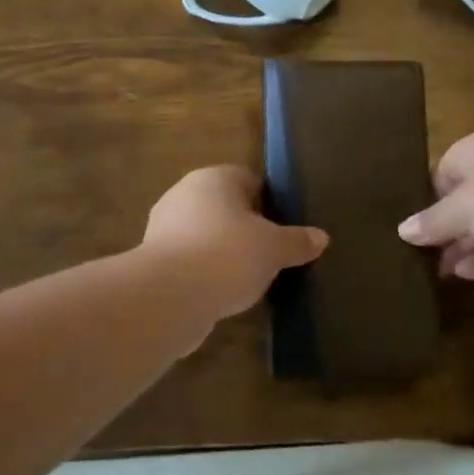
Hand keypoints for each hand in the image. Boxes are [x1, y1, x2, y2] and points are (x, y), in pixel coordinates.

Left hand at [142, 165, 328, 317]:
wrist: (168, 296)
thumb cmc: (227, 255)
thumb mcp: (274, 249)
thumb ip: (297, 241)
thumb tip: (321, 237)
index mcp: (215, 178)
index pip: (248, 179)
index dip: (269, 202)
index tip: (284, 227)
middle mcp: (184, 193)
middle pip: (225, 206)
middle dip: (245, 227)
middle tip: (270, 253)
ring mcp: (163, 226)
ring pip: (204, 233)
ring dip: (222, 251)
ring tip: (248, 277)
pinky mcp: (153, 259)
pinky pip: (189, 259)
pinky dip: (204, 272)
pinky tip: (221, 292)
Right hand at [398, 125, 473, 283]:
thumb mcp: (462, 208)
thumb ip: (432, 221)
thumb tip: (402, 231)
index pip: (446, 168)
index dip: (427, 195)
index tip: (410, 224)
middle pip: (466, 198)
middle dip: (444, 225)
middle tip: (415, 252)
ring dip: (463, 246)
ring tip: (432, 269)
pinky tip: (461, 275)